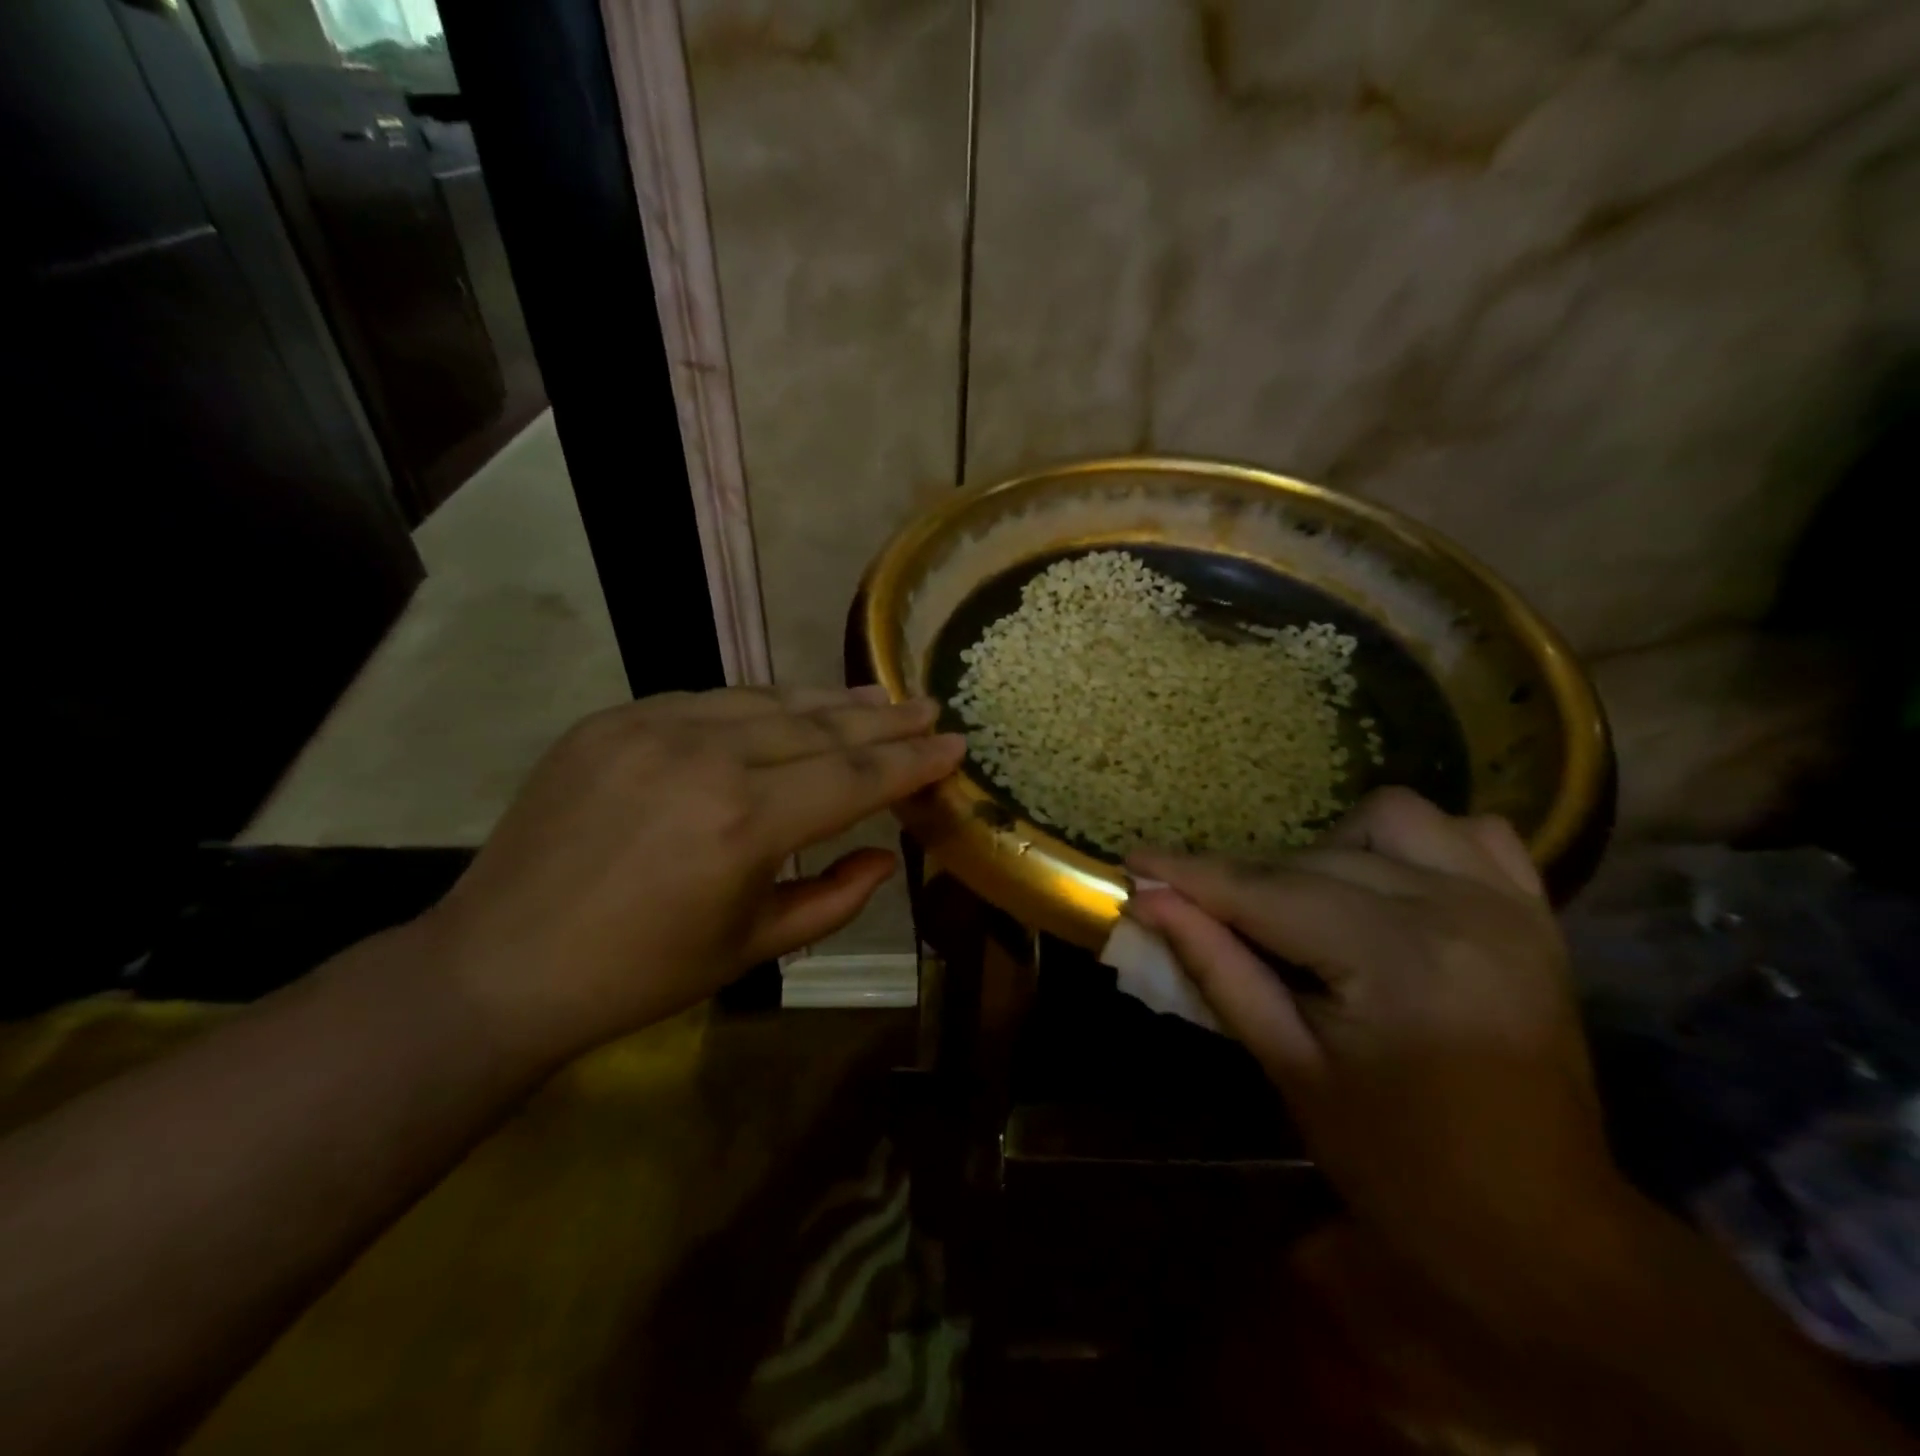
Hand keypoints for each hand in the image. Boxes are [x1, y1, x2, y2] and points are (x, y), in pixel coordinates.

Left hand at [419, 686, 964, 1066]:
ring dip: (828, 701)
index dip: (911, 760)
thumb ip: (834, 898)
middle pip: (818, 726)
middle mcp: (704, 757)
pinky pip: (708, 701)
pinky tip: (789, 708)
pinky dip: (760, 705)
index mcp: (744, 824)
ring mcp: (652, 727)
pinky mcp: (613, 719)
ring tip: (877, 696)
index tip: (955, 744)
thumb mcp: (752, 947)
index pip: (854, 776)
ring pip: (765, 701)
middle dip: (883, 718)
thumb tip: (888, 852)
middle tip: (929, 706)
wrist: (500, 964)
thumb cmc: (639, 975)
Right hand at [1129, 788, 1629, 1319]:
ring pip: (1390, 818)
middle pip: (1315, 858)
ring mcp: (1508, 905)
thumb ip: (1216, 969)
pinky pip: (1468, 832)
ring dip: (1331, 849)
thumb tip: (1148, 901)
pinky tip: (1389, 884)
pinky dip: (1415, 845)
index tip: (1133, 859)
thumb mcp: (1290, 1068)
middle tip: (1202, 909)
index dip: (1190, 873)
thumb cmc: (1399, 1167)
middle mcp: (1459, 911)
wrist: (1542, 1230)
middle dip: (1245, 878)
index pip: (1267, 893)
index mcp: (1399, 963)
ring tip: (1309, 905)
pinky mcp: (1533, 913)